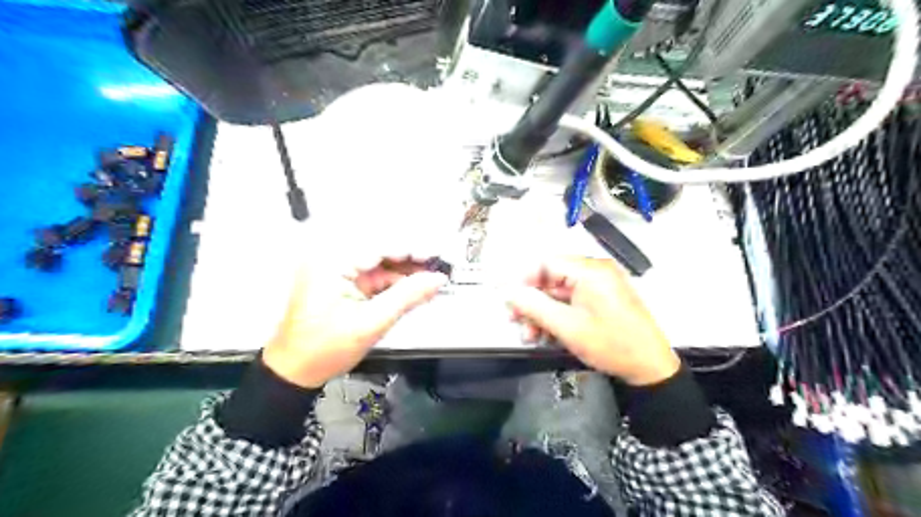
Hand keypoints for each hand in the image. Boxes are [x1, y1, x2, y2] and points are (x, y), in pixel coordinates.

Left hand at [260, 259, 447, 387]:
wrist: (295, 371)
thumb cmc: (324, 349)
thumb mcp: (371, 323)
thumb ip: (407, 297)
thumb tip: (436, 279)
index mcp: (332, 262)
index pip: (381, 245)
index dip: (413, 249)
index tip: (438, 256)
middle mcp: (332, 259)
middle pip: (381, 249)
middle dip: (411, 259)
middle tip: (438, 267)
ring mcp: (337, 270)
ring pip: (380, 262)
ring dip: (405, 271)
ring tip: (430, 280)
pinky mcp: (342, 282)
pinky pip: (374, 275)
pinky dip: (394, 282)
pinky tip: (413, 289)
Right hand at [507, 257, 677, 384]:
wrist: (651, 368)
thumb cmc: (610, 344)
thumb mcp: (567, 327)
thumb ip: (534, 306)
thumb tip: (509, 293)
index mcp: (590, 270)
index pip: (546, 263)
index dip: (524, 280)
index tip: (511, 301)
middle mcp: (595, 271)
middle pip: (552, 279)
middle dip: (532, 302)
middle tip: (517, 322)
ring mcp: (600, 285)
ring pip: (560, 293)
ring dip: (543, 312)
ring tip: (532, 335)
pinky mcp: (603, 299)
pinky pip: (573, 301)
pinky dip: (558, 315)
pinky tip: (548, 334)